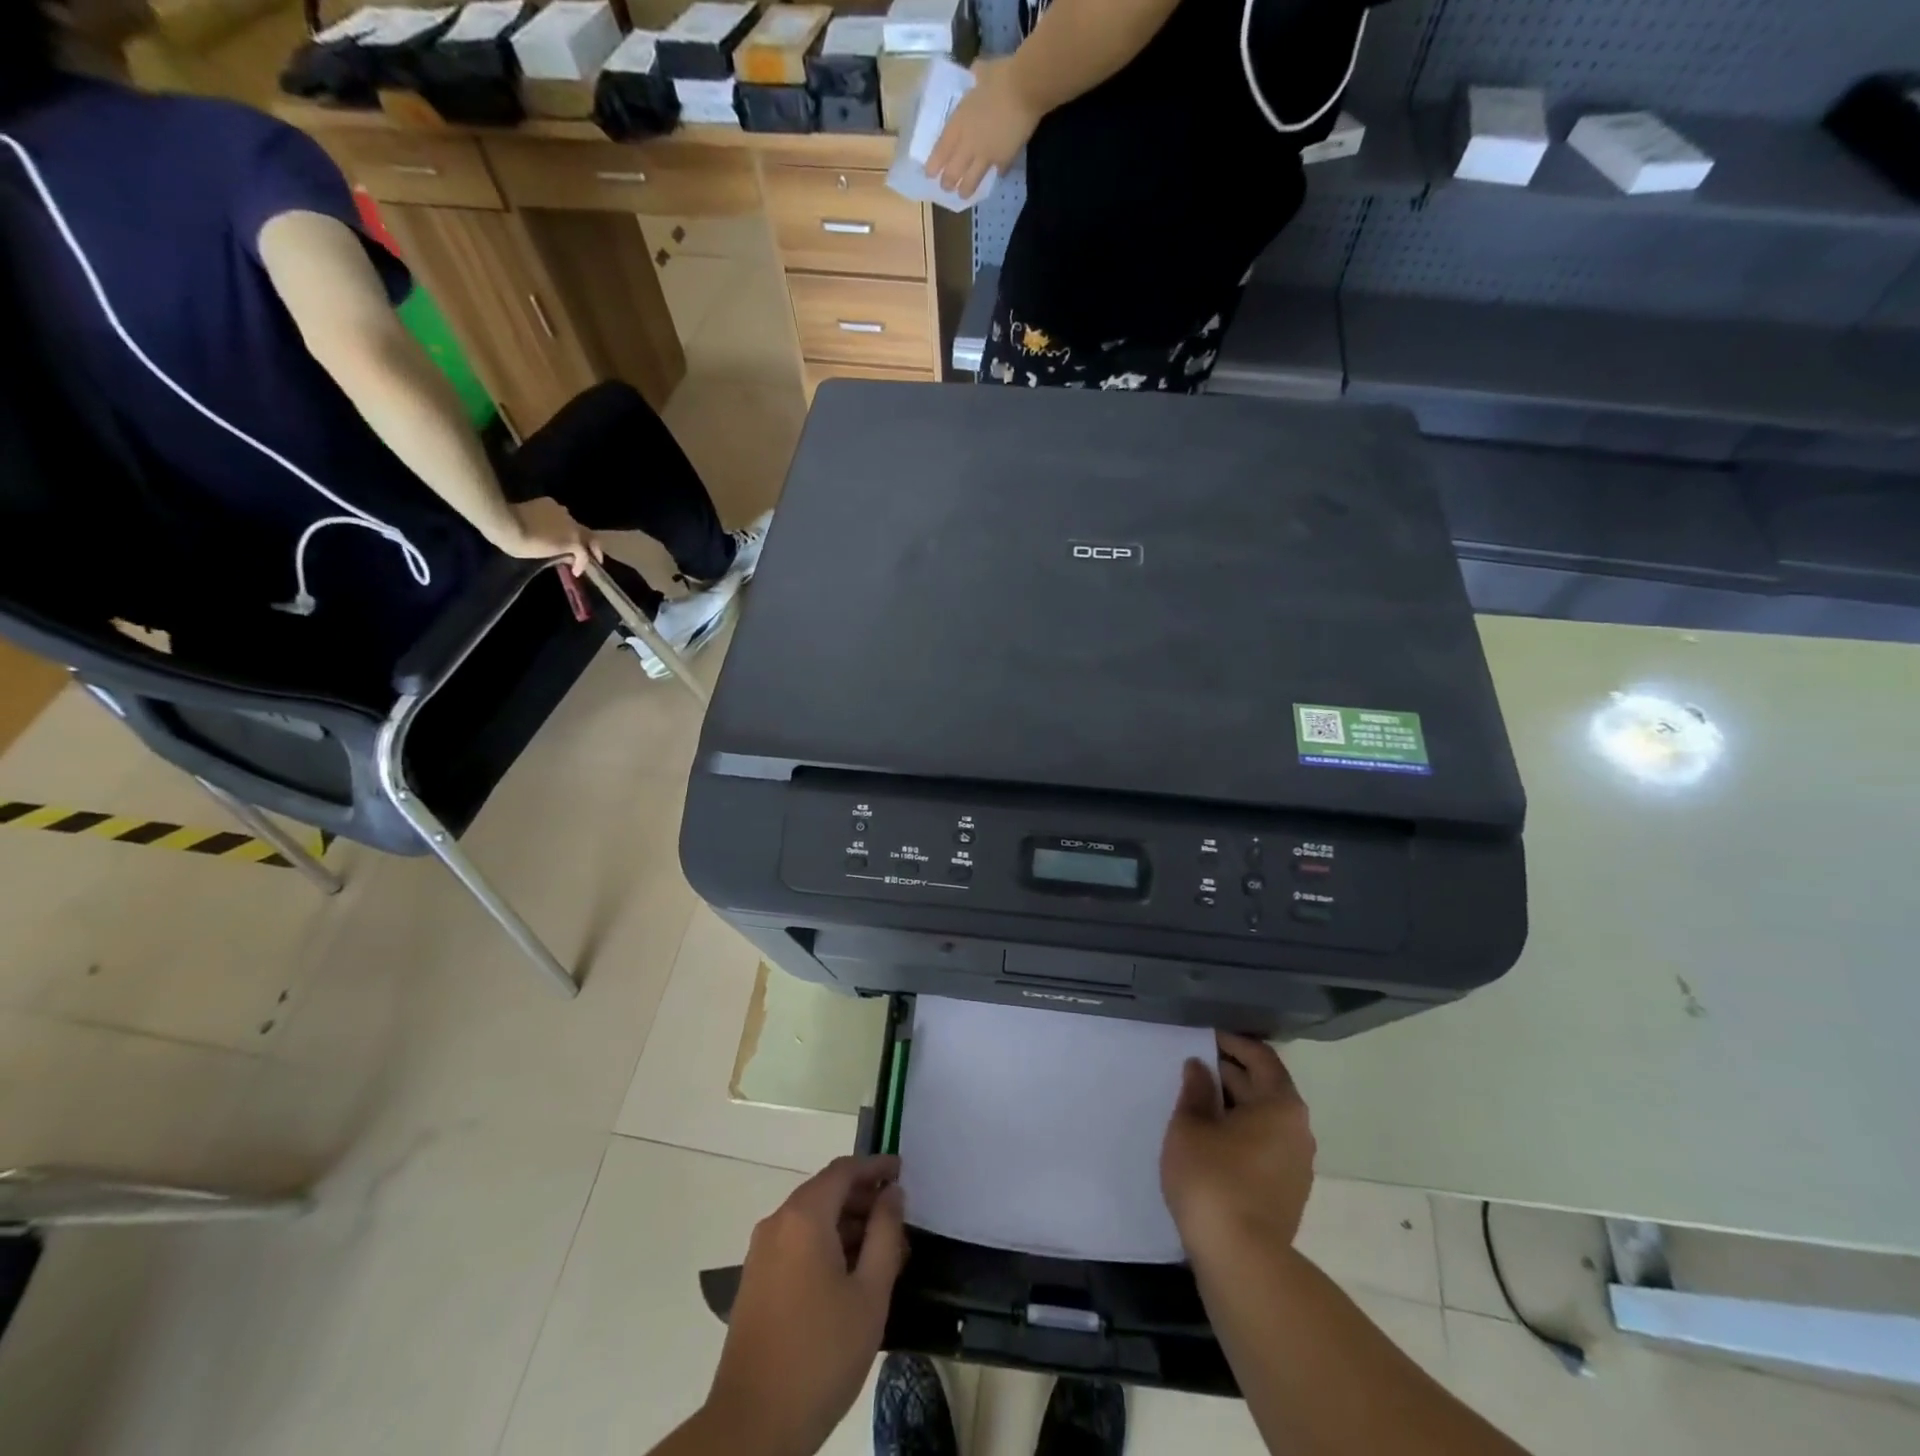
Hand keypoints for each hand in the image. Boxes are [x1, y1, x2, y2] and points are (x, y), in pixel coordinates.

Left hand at [502, 496, 601, 575]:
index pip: (586, 555)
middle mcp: (573, 524)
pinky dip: (559, 521)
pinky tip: (550, 525)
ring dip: (573, 533)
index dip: (583, 565)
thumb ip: (561, 555)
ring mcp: (561, 511)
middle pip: (589, 536)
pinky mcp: (549, 503)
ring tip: (566, 539)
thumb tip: (569, 556)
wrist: (504, 522)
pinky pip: (559, 514)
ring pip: (573, 524)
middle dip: (593, 548)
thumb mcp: (545, 556)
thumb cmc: (523, 545)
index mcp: (573, 540)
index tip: (576, 572)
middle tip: (593, 556)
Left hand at [702, 1156, 907, 1455]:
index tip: (903, 1171)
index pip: (844, 1170)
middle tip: (899, 1218)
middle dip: (863, 1198)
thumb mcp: (870, 1293)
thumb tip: (892, 1194)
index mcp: (804, 1217)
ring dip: (846, 1224)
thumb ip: (885, 1234)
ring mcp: (761, 1253)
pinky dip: (826, 1243)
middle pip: (826, 1192)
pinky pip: (796, 1243)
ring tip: (882, 1251)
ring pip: (811, 1219)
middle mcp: (777, 1223)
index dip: (875, 1166)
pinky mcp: (755, 1281)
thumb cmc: (821, 1354)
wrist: (752, 1427)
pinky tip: (850, 1275)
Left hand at [925, 57, 1040, 199]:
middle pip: (953, 172)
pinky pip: (996, 172)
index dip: (934, 165)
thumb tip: (976, 73)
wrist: (1026, 88)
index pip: (941, 150)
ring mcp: (986, 155)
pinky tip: (995, 175)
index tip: (929, 174)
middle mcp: (969, 144)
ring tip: (963, 195)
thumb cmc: (1001, 76)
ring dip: (965, 190)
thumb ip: (976, 77)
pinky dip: (994, 174)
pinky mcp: (1003, 160)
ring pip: (971, 181)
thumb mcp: (981, 72)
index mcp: (960, 122)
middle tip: (946, 188)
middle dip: (948, 182)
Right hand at [1161, 1033, 1315, 1261]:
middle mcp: (1298, 1130)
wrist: (1242, 1261)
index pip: (1261, 1058)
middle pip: (1265, 1088)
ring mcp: (1296, 1165)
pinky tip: (1210, 1138)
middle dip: (1230, 1073)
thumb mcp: (1191, 1125)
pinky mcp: (1286, 1193)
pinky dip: (1240, 1132)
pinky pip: (1263, 1146)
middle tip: (1194, 1065)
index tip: (1205, 1036)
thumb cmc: (1213, 1179)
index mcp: (1281, 1105)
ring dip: (1234, 1105)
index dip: (1232, 1043)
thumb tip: (1200, 1067)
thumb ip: (1195, 1090)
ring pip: (1263, 1120)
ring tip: (1197, 1100)